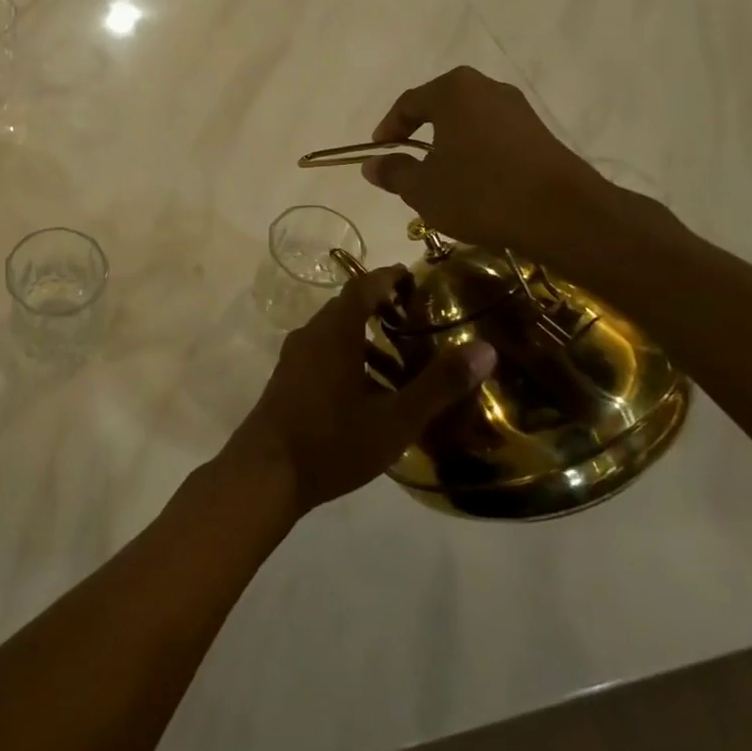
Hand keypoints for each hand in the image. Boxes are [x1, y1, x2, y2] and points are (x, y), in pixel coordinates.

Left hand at [220, 266, 496, 515]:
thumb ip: (439, 384)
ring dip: (367, 341)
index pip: (363, 286)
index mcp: (334, 332)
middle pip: (348, 308)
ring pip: (335, 335)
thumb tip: (485, 349)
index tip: (416, 281)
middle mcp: (310, 335)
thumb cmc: (333, 441)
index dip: (390, 278)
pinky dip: (350, 360)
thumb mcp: (395, 418)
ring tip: (404, 368)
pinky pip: (323, 355)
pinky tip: (370, 395)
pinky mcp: (287, 380)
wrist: (266, 473)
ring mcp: (294, 358)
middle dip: (382, 310)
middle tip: (419, 325)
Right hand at [361, 66, 611, 259]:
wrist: (562, 214)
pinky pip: (493, 135)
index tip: (378, 152)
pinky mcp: (539, 132)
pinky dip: (476, 152)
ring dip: (450, 144)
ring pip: (469, 121)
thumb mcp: (422, 189)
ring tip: (439, 176)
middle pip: (440, 106)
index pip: (408, 103)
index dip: (388, 129)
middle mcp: (486, 88)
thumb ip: (393, 172)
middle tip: (407, 161)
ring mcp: (518, 108)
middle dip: (420, 133)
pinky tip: (474, 182)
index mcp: (453, 91)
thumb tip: (372, 164)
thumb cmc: (480, 192)